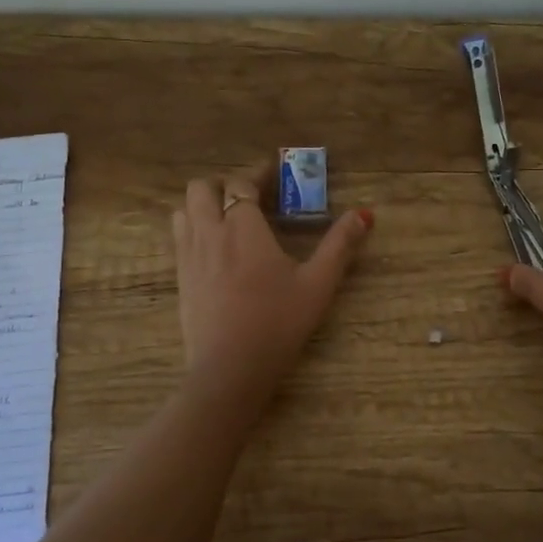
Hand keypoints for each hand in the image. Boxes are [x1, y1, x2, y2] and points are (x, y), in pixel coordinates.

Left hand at [172, 170, 373, 420]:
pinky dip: (193, 229)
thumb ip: (340, 246)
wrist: (229, 369)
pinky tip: (213, 249)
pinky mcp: (180, 279)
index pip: (241, 183)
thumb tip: (364, 214)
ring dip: (202, 204)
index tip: (273, 172)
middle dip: (223, 183)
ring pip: (183, 210)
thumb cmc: (278, 323)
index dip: (257, 173)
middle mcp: (210, 232)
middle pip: (201, 188)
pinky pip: (178, 238)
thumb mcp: (318, 284)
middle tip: (248, 196)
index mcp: (243, 227)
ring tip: (227, 218)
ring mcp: (189, 256)